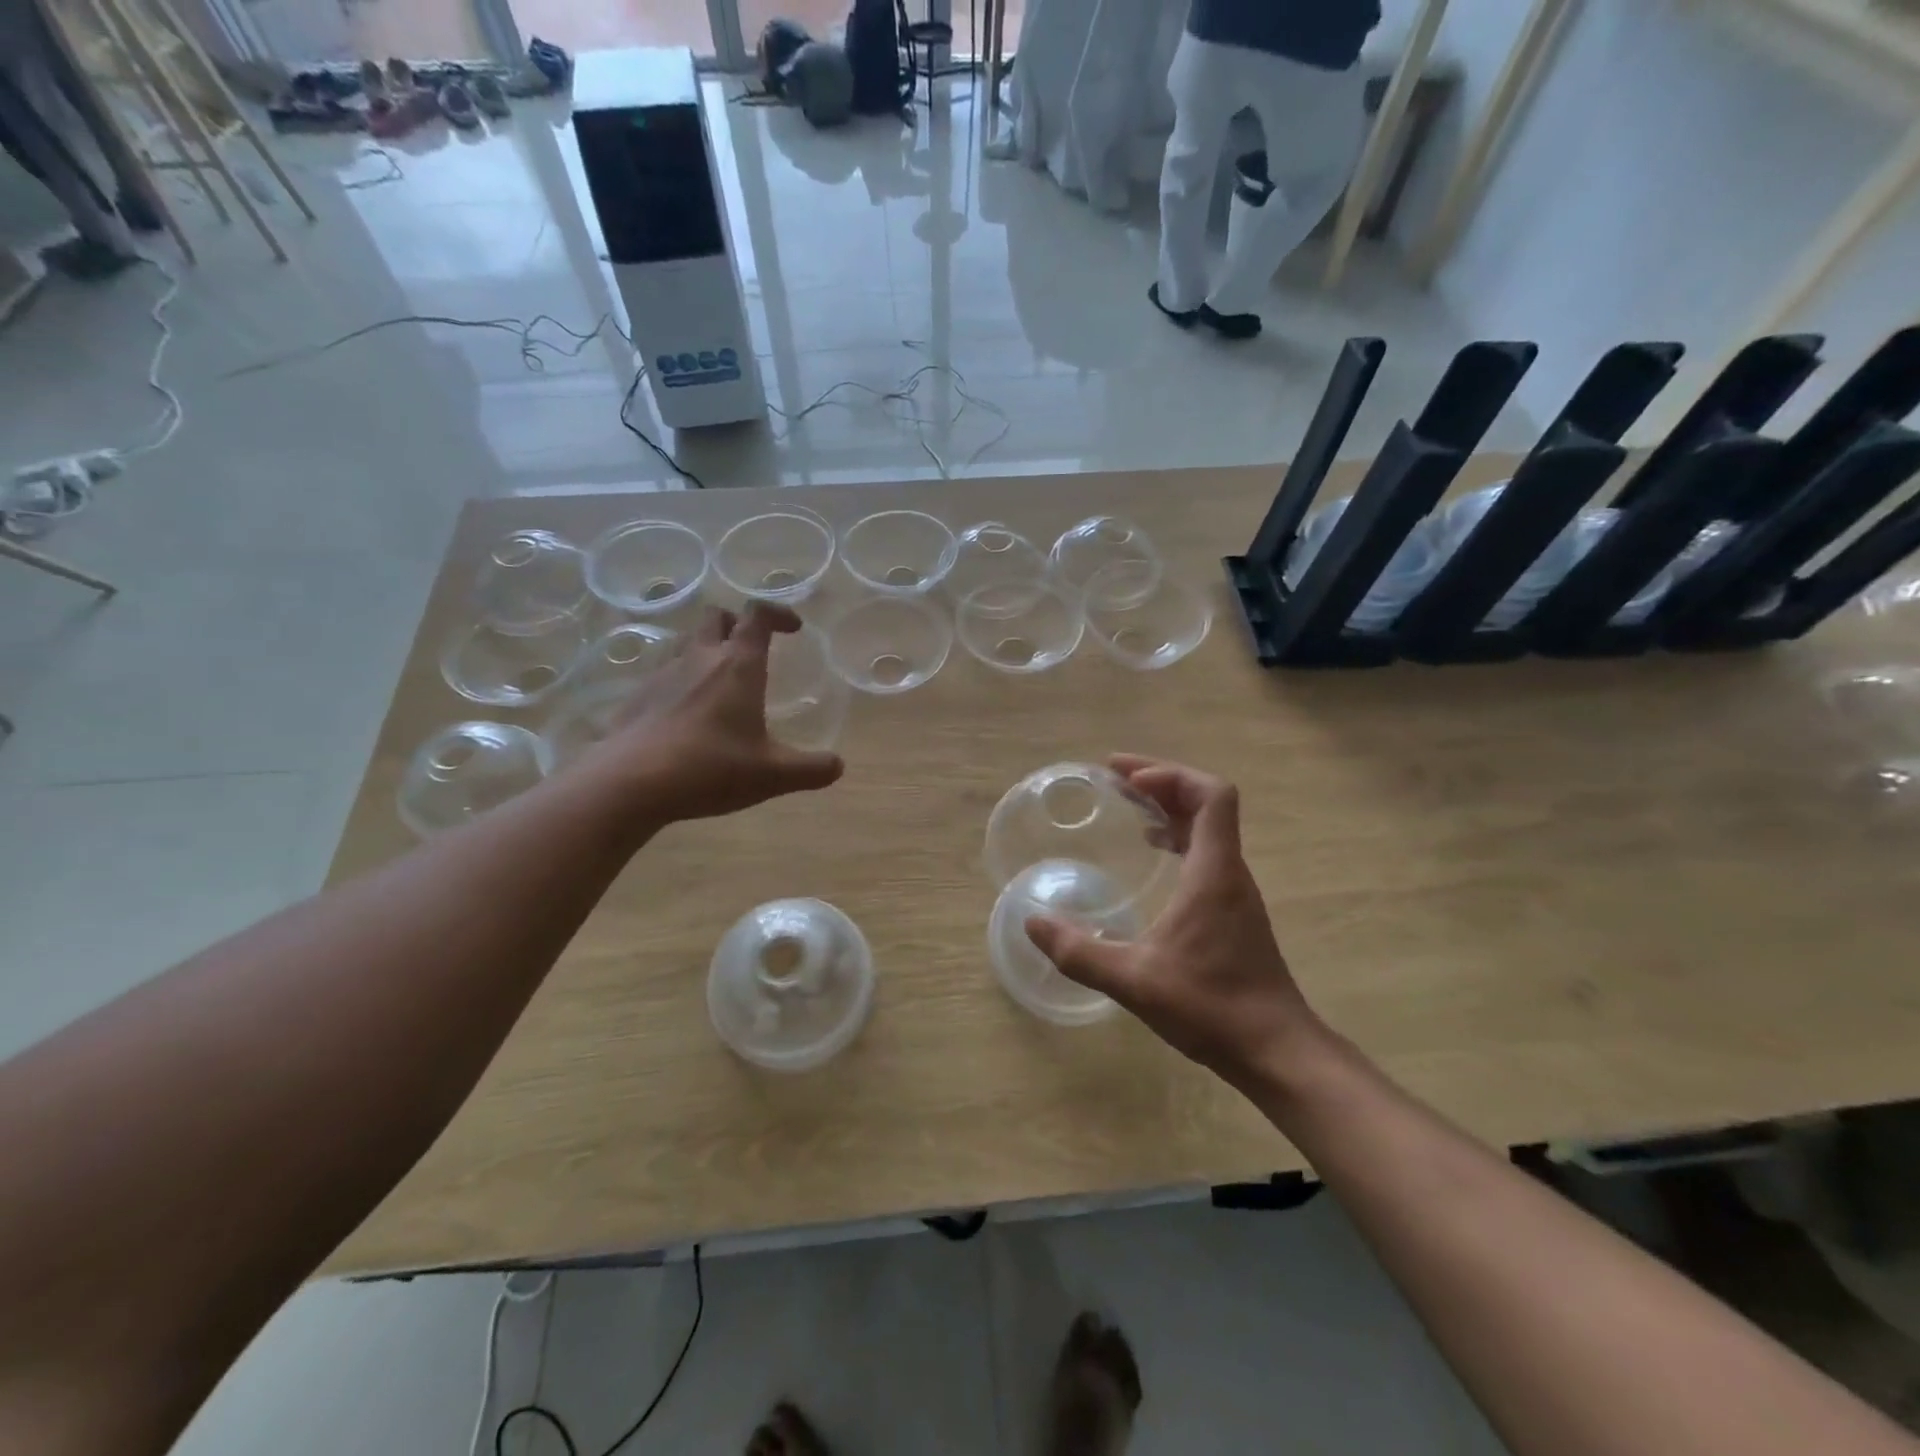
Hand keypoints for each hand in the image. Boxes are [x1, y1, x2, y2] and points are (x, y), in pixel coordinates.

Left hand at [582, 604, 843, 821]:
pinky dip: (681, 679)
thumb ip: (811, 769)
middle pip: (717, 617)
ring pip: (686, 641)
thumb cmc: (710, 767)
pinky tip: (686, 711)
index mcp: (738, 665)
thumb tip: (837, 766)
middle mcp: (700, 658)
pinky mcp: (638, 696)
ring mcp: (663, 674)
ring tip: (719, 677)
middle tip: (752, 649)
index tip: (793, 629)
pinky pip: (663, 672)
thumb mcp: (772, 775)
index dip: (778, 613)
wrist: (630, 782)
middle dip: (737, 624)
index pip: (758, 616)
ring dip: (706, 647)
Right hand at [1024, 755, 1322, 1091]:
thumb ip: (1078, 952)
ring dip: (1171, 809)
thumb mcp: (1133, 980)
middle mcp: (1229, 871)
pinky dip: (1180, 838)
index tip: (1126, 779)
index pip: (1212, 796)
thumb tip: (1032, 923)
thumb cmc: (1210, 1007)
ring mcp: (1236, 892)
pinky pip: (1208, 853)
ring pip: (1210, 828)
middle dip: (1161, 783)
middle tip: (1115, 781)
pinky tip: (1154, 854)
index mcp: (1213, 872)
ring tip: (1129, 809)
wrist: (1276, 1051)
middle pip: (1207, 803)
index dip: (1170, 775)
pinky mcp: (1234, 912)